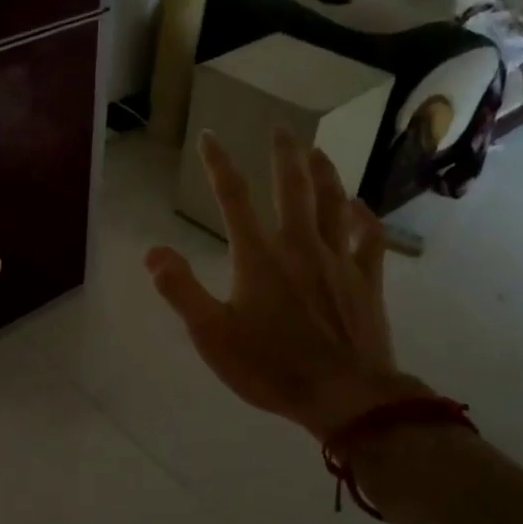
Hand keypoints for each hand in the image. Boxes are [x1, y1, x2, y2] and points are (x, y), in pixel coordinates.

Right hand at [146, 129, 421, 441]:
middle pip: (292, 188)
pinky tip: (359, 206)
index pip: (234, 198)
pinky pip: (368, 238)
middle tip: (281, 128)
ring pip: (332, 203)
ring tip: (316, 151)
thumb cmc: (270, 367)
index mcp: (259, 257)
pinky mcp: (366, 280)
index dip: (219, 165)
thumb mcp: (211, 335)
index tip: (210, 136)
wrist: (344, 395)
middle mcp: (300, 246)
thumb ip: (181, 290)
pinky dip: (364, 217)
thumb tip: (153, 252)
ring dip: (324, 173)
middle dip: (284, 154)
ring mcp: (338, 260)